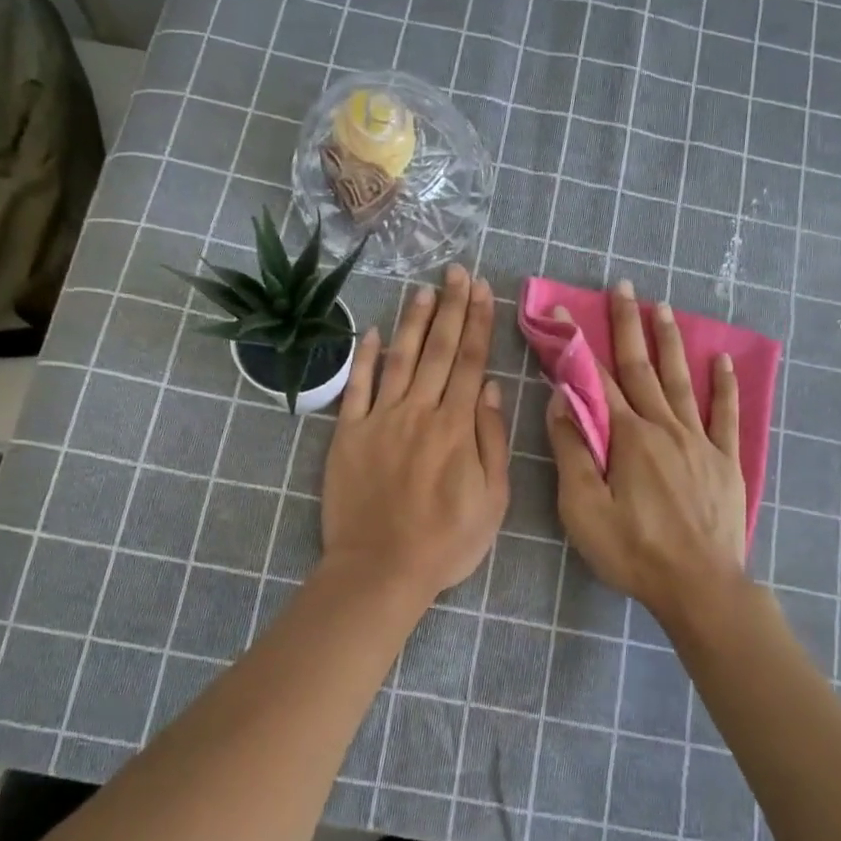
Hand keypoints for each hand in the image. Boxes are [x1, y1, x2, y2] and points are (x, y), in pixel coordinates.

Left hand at [322, 264, 508, 599]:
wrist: (381, 568)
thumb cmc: (446, 542)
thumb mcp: (492, 500)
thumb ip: (492, 441)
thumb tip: (492, 390)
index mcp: (457, 427)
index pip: (471, 362)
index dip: (478, 323)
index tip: (483, 290)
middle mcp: (419, 412)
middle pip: (439, 350)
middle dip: (451, 308)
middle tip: (457, 272)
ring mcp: (380, 419)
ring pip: (401, 359)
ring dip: (414, 321)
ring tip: (424, 289)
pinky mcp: (348, 434)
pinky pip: (356, 387)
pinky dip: (365, 358)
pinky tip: (375, 332)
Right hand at [546, 281, 747, 621]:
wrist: (700, 586)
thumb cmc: (633, 550)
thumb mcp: (583, 508)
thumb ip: (572, 451)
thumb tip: (562, 400)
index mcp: (628, 437)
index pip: (597, 380)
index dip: (578, 344)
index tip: (564, 312)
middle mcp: (665, 427)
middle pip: (642, 368)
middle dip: (628, 326)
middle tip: (623, 287)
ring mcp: (700, 441)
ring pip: (682, 380)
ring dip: (670, 342)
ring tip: (662, 308)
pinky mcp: (725, 461)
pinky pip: (726, 414)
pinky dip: (725, 385)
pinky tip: (722, 359)